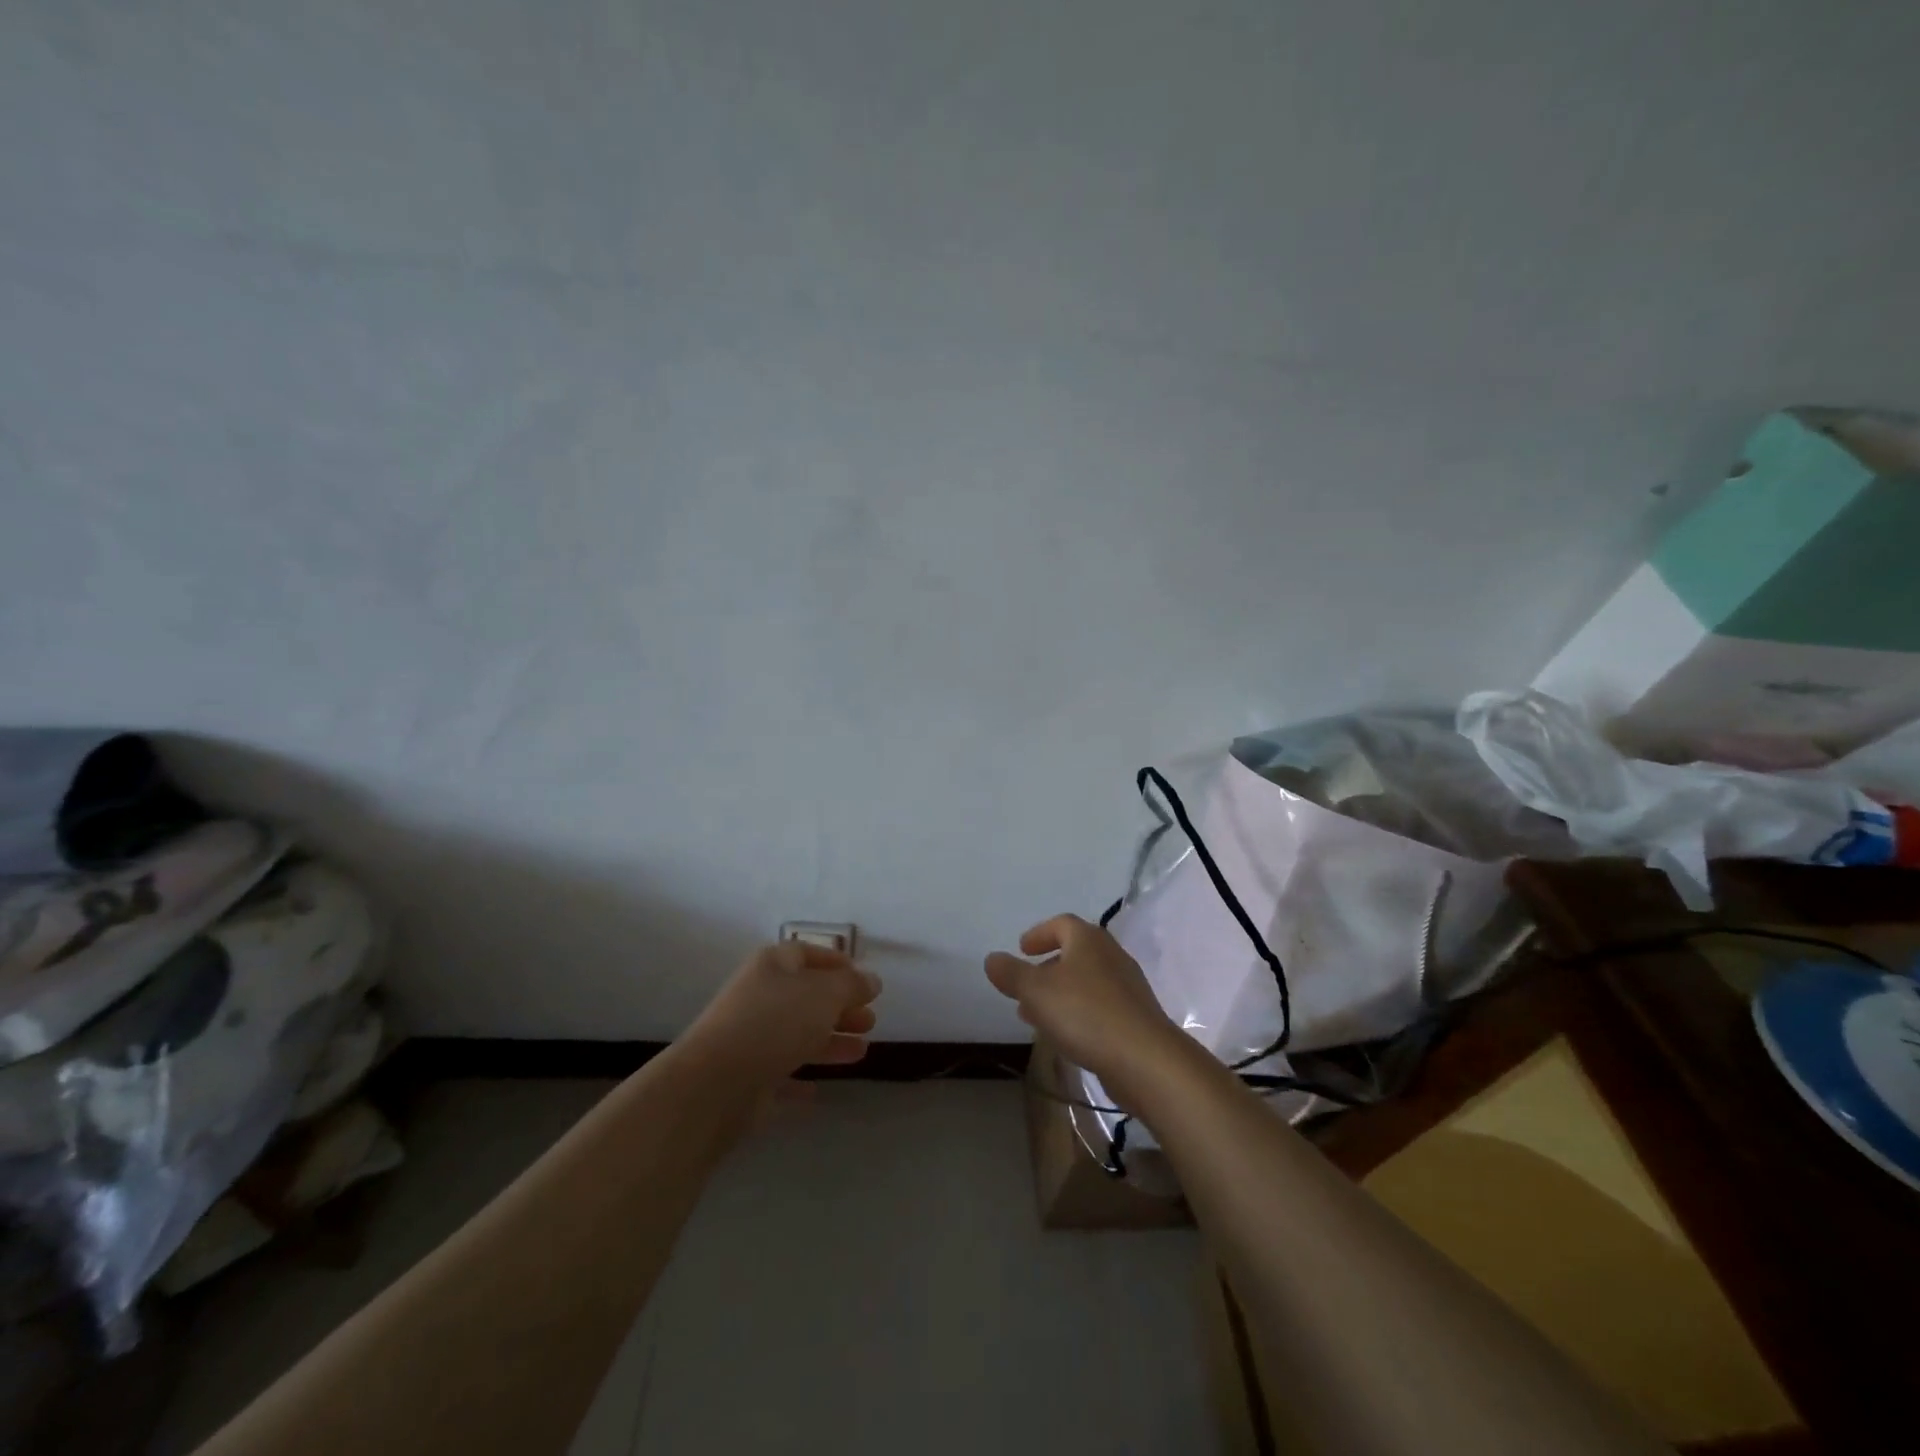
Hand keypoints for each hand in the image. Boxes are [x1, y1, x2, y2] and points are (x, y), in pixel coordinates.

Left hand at [681, 942, 881, 1084]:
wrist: (716, 1083)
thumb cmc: (776, 1023)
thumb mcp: (825, 994)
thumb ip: (852, 985)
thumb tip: (871, 980)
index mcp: (773, 965)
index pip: (808, 954)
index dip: (837, 964)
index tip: (865, 981)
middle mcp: (759, 995)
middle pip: (806, 996)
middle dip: (841, 1007)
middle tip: (870, 1021)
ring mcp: (750, 1037)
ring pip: (797, 1034)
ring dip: (830, 1041)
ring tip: (862, 1051)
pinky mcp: (745, 1077)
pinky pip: (779, 1073)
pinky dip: (799, 1077)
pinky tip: (817, 1089)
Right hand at [984, 915, 1189, 1108]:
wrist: (1145, 1059)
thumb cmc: (1085, 1013)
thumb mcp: (1035, 991)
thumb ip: (1011, 973)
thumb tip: (992, 958)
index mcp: (1088, 939)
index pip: (1061, 923)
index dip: (1039, 934)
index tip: (1022, 949)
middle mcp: (1111, 955)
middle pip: (1075, 952)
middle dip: (1047, 967)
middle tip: (1025, 985)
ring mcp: (1127, 986)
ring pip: (1086, 981)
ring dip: (1060, 993)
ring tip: (1037, 1015)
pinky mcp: (1135, 1016)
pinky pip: (1099, 1005)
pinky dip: (1078, 1011)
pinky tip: (1066, 1035)